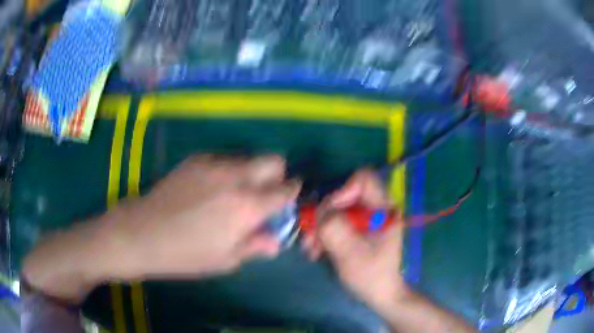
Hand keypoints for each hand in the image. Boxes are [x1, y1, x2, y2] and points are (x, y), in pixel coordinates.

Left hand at [117, 155, 301, 278]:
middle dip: (276, 175)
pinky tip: (209, 190)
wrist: (143, 232)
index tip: (287, 200)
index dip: (292, 193)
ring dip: (250, 174)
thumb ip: (256, 245)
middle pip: (273, 160)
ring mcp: (214, 164)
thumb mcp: (226, 259)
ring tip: (232, 195)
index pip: (286, 189)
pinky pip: (223, 160)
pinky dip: (227, 172)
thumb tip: (276, 240)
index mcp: (247, 206)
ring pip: (247, 159)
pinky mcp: (196, 159)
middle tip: (263, 196)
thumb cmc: (186, 254)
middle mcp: (235, 178)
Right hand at [304, 170, 475, 332]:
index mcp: (384, 208)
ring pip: (335, 210)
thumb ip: (334, 228)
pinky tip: (315, 251)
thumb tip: (318, 211)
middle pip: (343, 195)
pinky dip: (322, 234)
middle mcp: (374, 208)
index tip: (328, 215)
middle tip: (310, 236)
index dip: (342, 191)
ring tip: (310, 248)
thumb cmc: (371, 275)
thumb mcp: (351, 253)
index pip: (363, 180)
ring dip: (319, 227)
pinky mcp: (355, 229)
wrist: (378, 294)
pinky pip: (334, 222)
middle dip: (323, 215)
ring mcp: (364, 219)